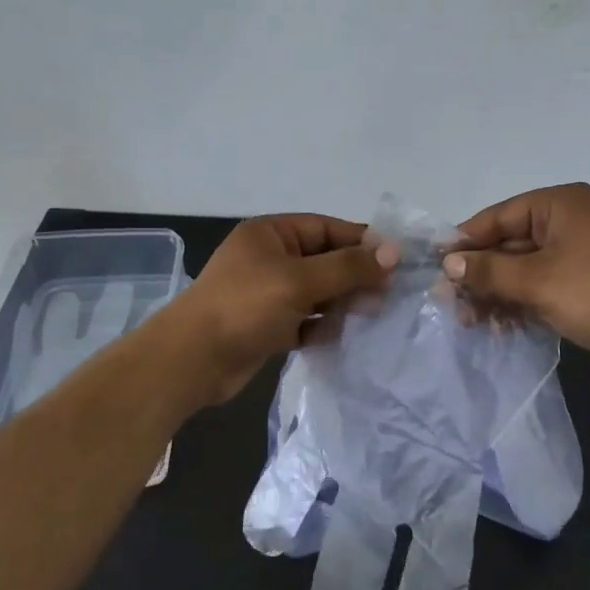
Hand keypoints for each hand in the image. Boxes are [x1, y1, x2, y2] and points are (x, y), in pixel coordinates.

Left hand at [163, 214, 397, 404]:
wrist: (192, 360)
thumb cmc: (245, 306)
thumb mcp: (300, 280)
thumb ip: (348, 267)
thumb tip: (394, 252)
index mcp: (271, 234)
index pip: (327, 229)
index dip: (362, 242)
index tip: (397, 259)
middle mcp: (270, 258)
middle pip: (325, 261)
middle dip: (356, 276)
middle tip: (391, 293)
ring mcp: (268, 293)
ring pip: (318, 292)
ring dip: (343, 303)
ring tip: (375, 315)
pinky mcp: (268, 326)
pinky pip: (306, 320)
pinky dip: (324, 327)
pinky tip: (347, 336)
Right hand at [442, 183, 589, 376]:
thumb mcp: (536, 281)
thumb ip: (488, 271)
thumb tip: (449, 264)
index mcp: (559, 204)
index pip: (499, 216)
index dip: (466, 241)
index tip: (437, 265)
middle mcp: (569, 220)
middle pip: (510, 243)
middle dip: (481, 274)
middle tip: (451, 302)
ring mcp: (580, 251)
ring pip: (524, 268)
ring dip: (498, 293)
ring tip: (472, 321)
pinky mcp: (587, 280)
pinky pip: (543, 284)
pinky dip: (521, 301)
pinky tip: (501, 326)